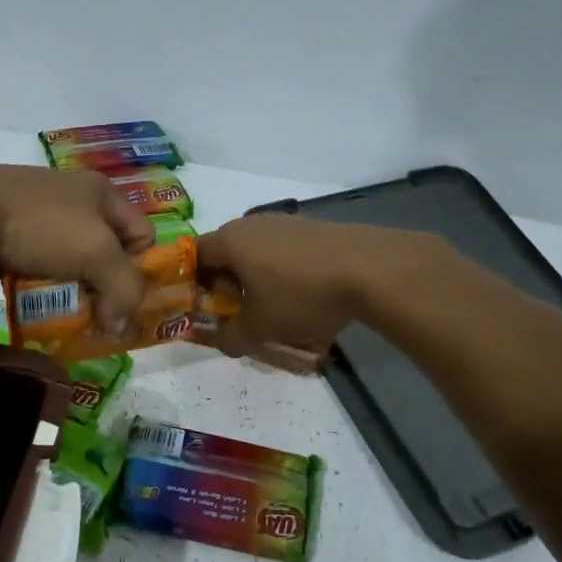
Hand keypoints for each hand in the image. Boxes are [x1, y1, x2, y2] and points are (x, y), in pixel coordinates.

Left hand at [0, 165, 153, 326]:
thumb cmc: (41, 225)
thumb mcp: (98, 253)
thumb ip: (124, 288)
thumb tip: (121, 326)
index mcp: (102, 193)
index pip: (142, 235)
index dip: (140, 268)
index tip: (124, 299)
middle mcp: (76, 203)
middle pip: (108, 256)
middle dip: (106, 289)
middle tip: (101, 320)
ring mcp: (43, 222)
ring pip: (75, 268)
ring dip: (75, 295)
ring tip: (70, 319)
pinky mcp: (15, 242)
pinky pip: (44, 274)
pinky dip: (46, 293)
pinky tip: (41, 310)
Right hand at [196, 214, 398, 365]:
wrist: (369, 269)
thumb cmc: (300, 295)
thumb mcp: (259, 327)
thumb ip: (229, 336)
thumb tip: (216, 340)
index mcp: (229, 240)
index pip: (194, 257)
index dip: (192, 285)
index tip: (204, 311)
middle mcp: (252, 224)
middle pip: (226, 253)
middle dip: (227, 286)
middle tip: (237, 315)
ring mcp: (285, 222)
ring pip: (257, 253)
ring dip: (257, 280)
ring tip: (273, 310)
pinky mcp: (312, 228)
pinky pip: (284, 252)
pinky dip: (283, 274)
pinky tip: (302, 297)